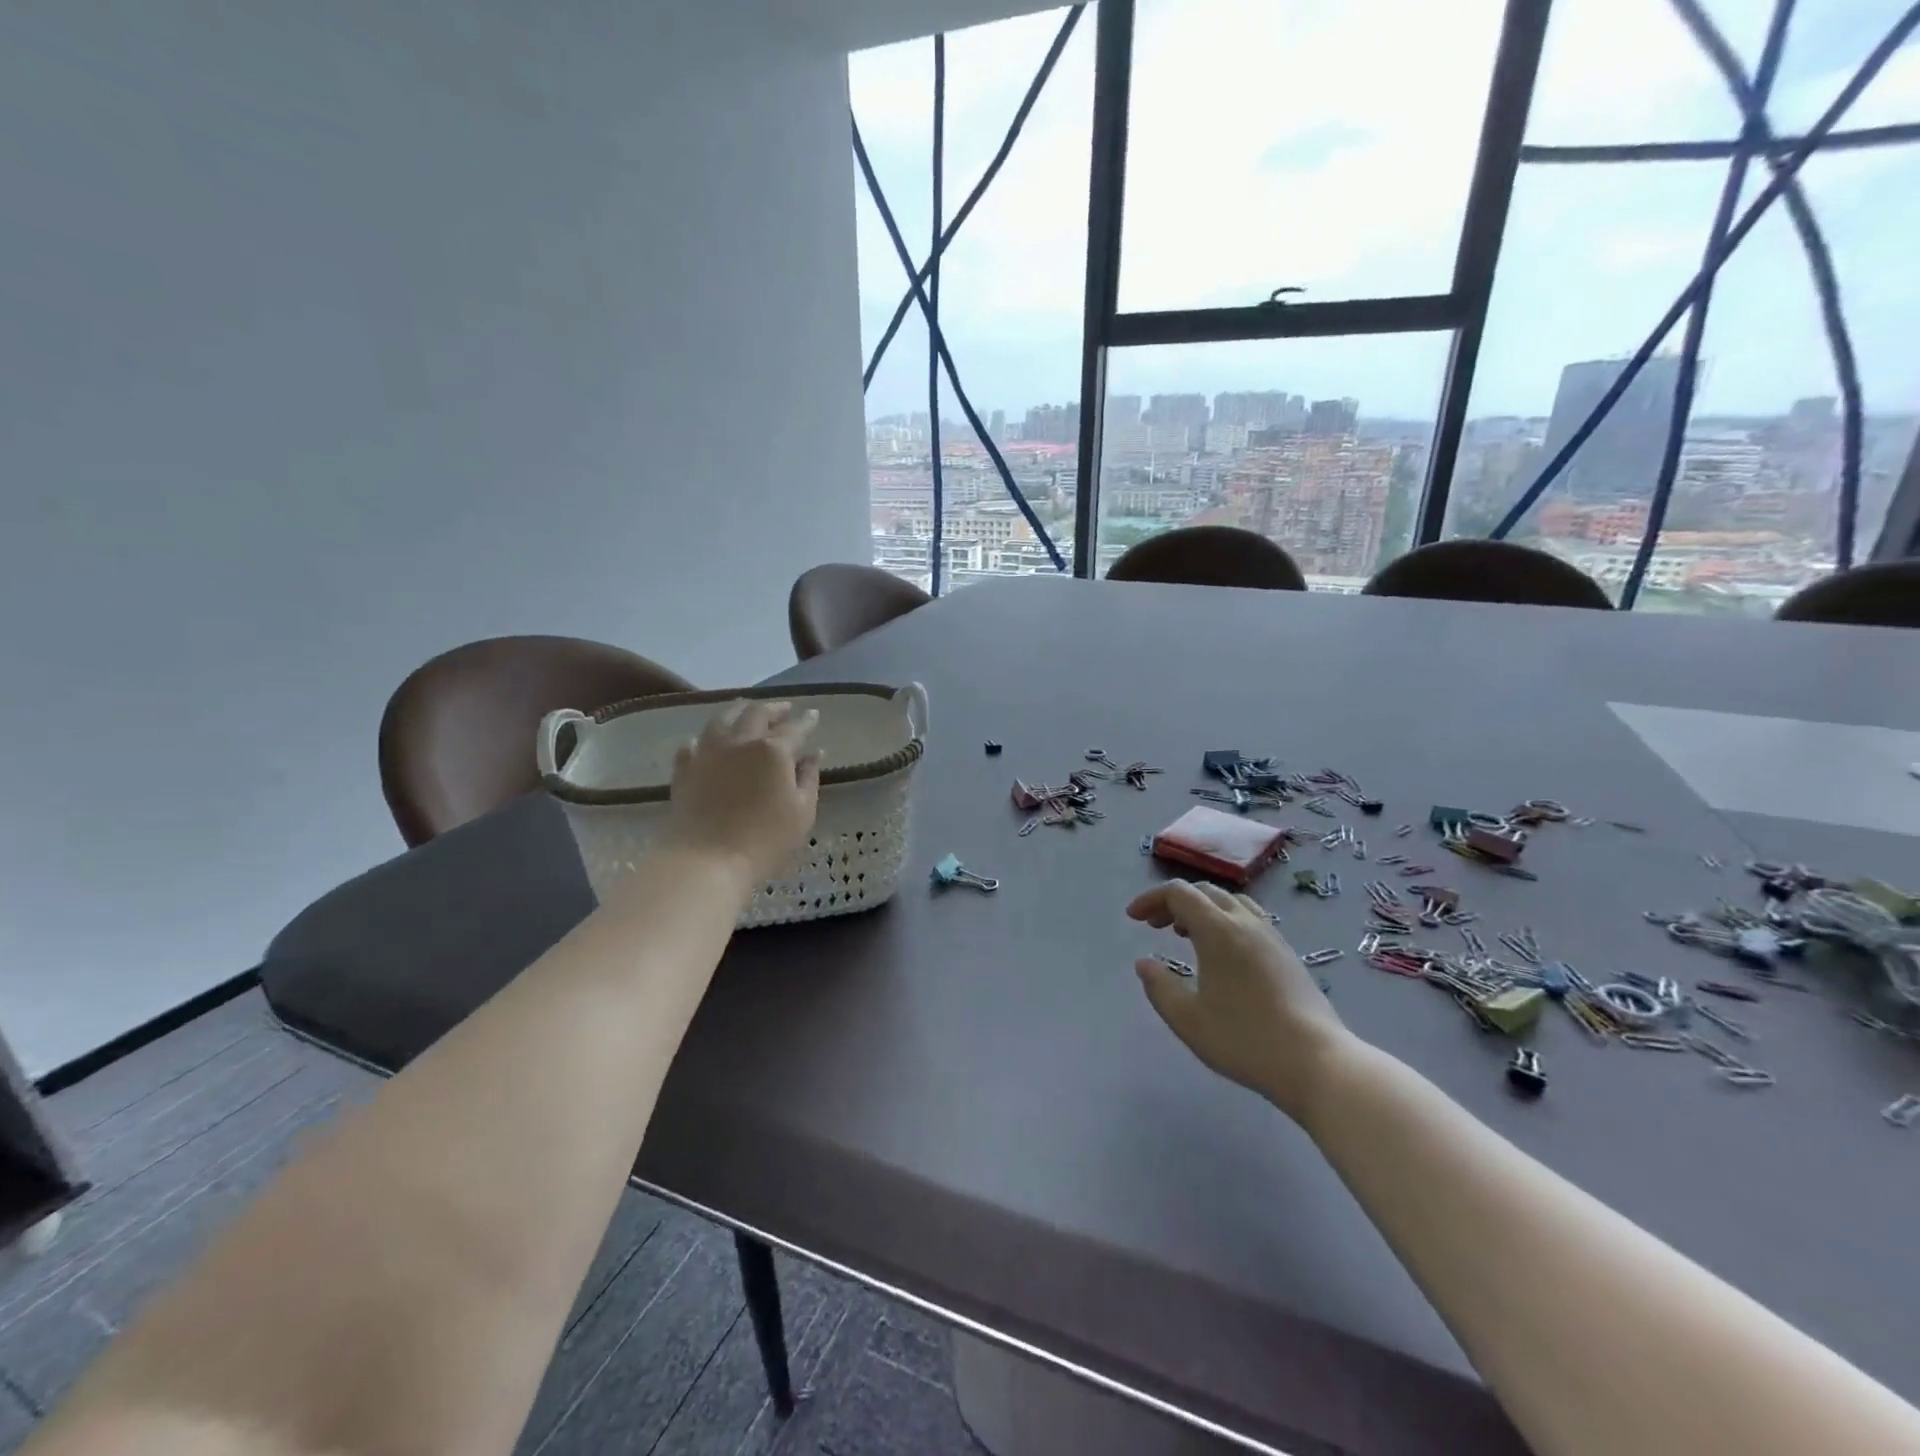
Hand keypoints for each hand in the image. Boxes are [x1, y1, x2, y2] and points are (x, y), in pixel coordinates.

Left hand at [661, 700, 821, 882]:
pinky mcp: (684, 771)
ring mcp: (707, 754)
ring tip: (745, 708)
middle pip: (756, 714)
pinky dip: (702, 739)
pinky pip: (691, 745)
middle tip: (784, 708)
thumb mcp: (802, 812)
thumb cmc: (765, 841)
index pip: (794, 728)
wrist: (706, 861)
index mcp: (773, 751)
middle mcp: (740, 742)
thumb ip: (809, 778)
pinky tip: (703, 741)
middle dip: (773, 708)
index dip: (806, 721)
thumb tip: (814, 754)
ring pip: (721, 720)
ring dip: (737, 711)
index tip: (814, 715)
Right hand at [1129, 881, 1355, 1121]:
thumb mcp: (1188, 1020)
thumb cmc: (1245, 1040)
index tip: (1133, 918)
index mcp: (1218, 930)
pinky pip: (1249, 919)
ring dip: (1202, 909)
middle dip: (1174, 902)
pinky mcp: (1287, 954)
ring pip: (1231, 902)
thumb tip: (1144, 963)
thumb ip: (1159, 987)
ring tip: (1186, 935)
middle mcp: (1245, 923)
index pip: (1179, 893)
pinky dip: (1225, 921)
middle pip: (1205, 892)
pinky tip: (1222, 954)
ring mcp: (1272, 937)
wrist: (1318, 1063)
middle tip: (1155, 926)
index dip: (1151, 899)